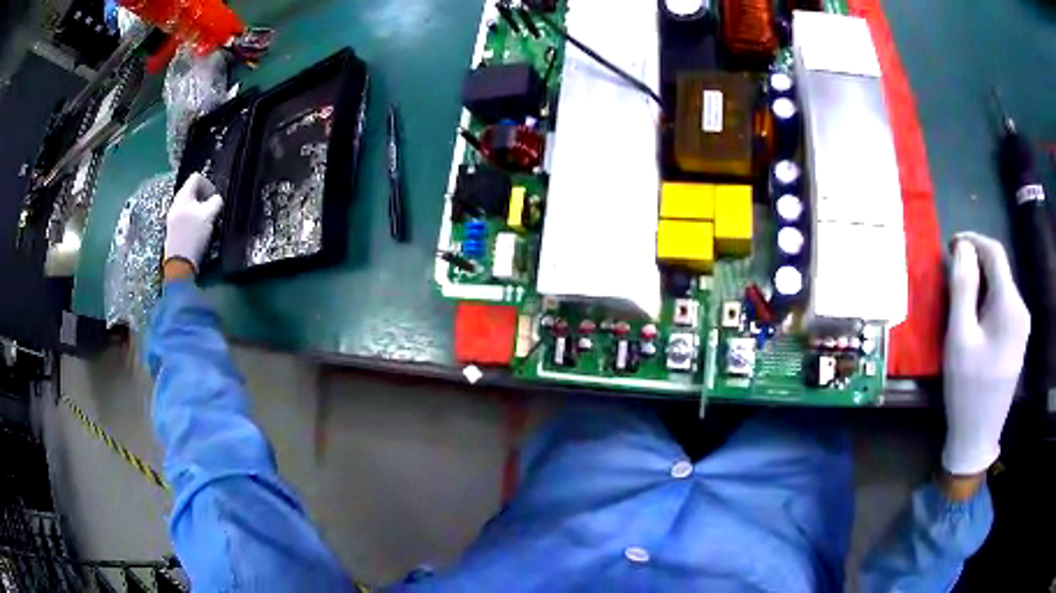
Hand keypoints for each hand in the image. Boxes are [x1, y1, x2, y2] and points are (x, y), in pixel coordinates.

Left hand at [164, 173, 222, 274]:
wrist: (179, 264)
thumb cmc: (193, 237)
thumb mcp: (209, 216)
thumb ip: (216, 202)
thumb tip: (216, 199)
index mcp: (183, 196)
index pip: (196, 177)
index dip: (208, 184)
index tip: (214, 197)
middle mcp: (175, 203)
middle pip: (191, 191)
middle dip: (203, 197)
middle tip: (211, 209)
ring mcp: (172, 217)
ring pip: (188, 204)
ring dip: (198, 209)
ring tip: (205, 221)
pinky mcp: (172, 229)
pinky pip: (184, 216)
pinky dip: (192, 219)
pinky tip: (196, 231)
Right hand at [942, 232, 1030, 476]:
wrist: (978, 438)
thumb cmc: (968, 389)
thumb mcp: (960, 338)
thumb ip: (963, 288)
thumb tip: (962, 248)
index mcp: (1010, 306)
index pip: (995, 253)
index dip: (972, 240)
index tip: (950, 245)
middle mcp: (1021, 310)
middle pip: (999, 270)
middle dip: (975, 264)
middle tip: (949, 275)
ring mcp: (1021, 326)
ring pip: (1000, 288)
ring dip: (980, 283)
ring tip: (958, 298)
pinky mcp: (1017, 340)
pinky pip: (1003, 306)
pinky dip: (986, 300)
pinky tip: (974, 318)